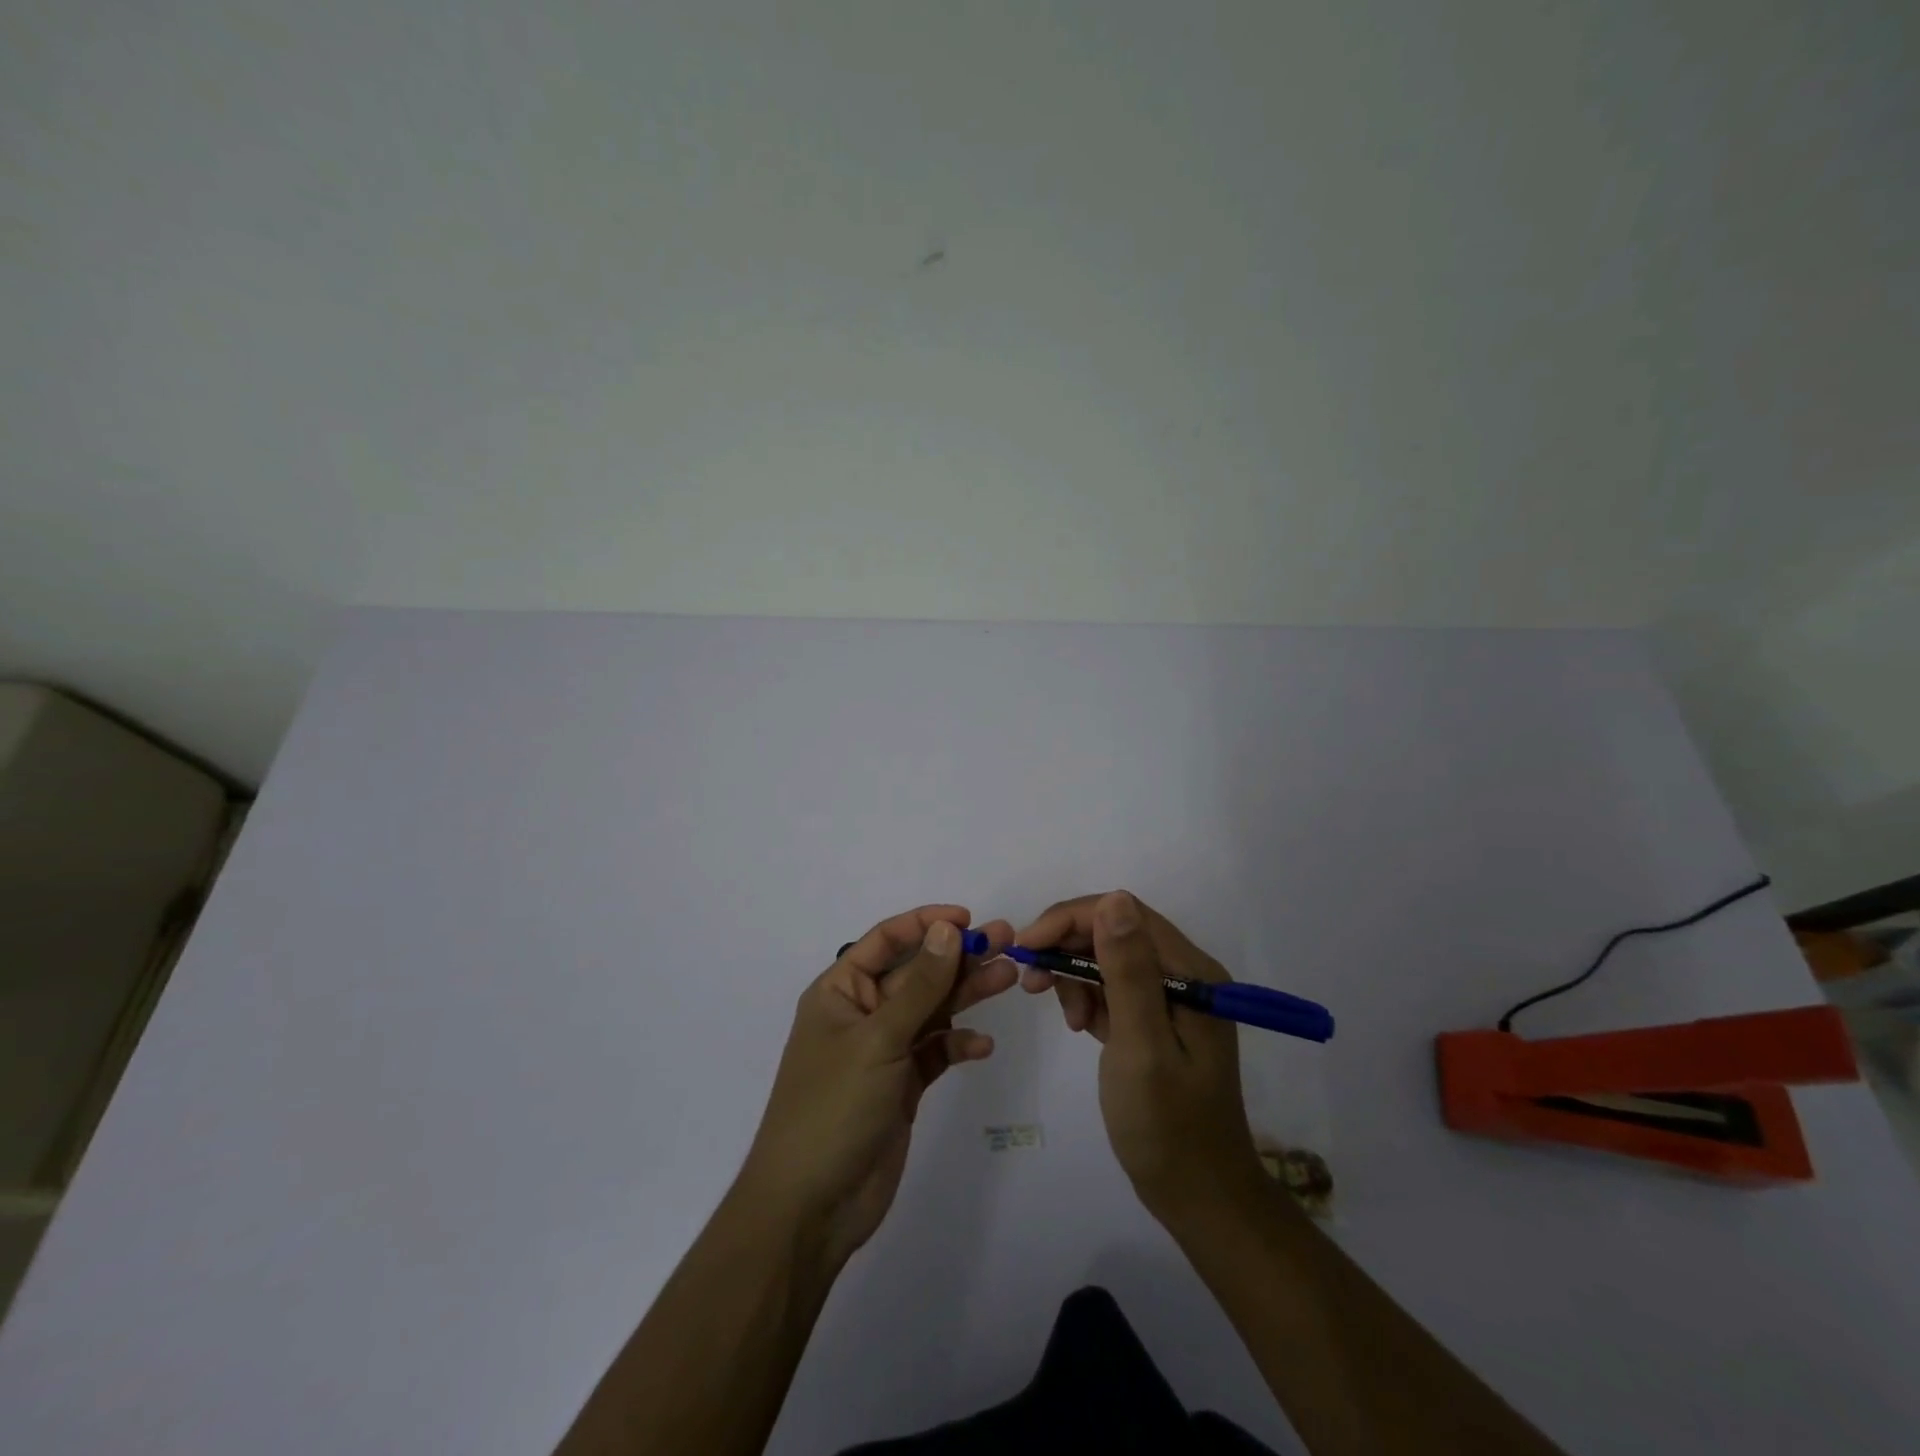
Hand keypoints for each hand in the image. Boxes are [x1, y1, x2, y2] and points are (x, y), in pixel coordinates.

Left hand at [735, 906, 1015, 1266]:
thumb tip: (947, 930)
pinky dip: (959, 1045)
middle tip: (1008, 942)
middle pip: (917, 974)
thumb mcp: (878, 1040)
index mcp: (840, 991)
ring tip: (1010, 977)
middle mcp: (862, 1014)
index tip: (967, 919)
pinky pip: (936, 1052)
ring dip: (967, 994)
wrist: (811, 1208)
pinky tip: (983, 1045)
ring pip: (932, 1010)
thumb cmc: (833, 1108)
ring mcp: (884, 1051)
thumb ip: (920, 986)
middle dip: (959, 957)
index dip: (925, 924)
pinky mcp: (902, 1086)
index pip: (886, 941)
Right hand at [1016, 891, 1266, 1223]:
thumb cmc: (1168, 1127)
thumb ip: (1128, 971)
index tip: (1026, 948)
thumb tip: (1114, 899)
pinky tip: (1080, 1026)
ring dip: (1075, 975)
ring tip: (1065, 1017)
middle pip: (1114, 931)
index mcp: (1191, 972)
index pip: (1124, 914)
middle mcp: (1185, 973)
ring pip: (1108, 957)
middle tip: (1032, 983)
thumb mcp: (1141, 1047)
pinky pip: (1113, 986)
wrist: (1200, 1197)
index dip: (1070, 920)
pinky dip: (1088, 998)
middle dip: (1067, 948)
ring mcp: (1172, 996)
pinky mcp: (1158, 1018)